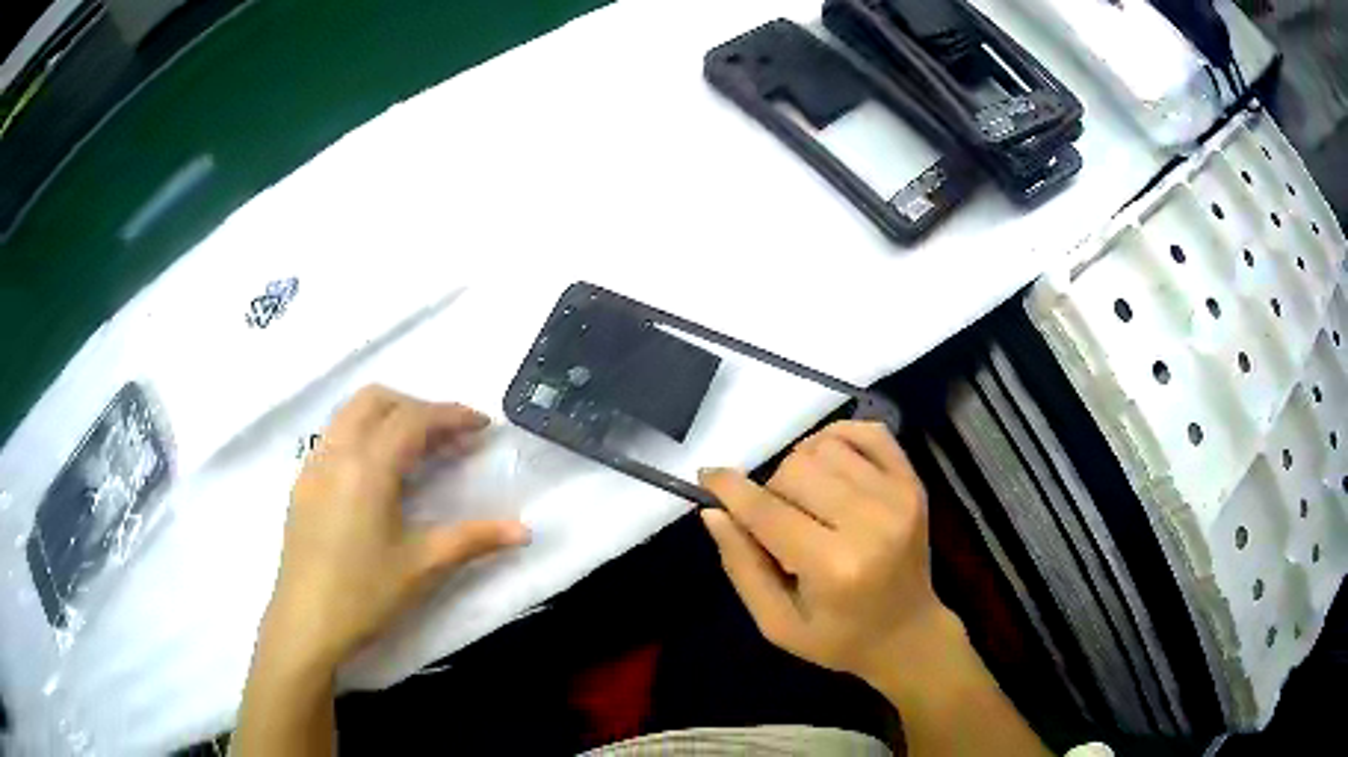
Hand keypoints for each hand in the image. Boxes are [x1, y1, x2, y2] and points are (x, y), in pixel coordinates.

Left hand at [264, 385, 529, 671]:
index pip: (413, 419)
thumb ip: (474, 539)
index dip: (451, 415)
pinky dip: (362, 434)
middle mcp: (336, 453)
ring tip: (416, 450)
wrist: (306, 624)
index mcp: (367, 467)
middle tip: (448, 437)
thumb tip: (524, 530)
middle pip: (376, 400)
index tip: (483, 425)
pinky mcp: (302, 484)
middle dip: (417, 407)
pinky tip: (377, 474)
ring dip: (387, 417)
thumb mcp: (423, 566)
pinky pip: (334, 437)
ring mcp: (313, 465)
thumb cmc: (365, 595)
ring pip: (350, 414)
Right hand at [699, 421, 948, 686]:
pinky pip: (869, 432)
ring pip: (825, 446)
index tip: (708, 477)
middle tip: (780, 524)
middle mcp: (871, 522)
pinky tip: (831, 467)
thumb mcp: (776, 623)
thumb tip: (714, 510)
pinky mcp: (913, 482)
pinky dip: (840, 438)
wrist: (908, 633)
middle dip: (772, 491)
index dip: (730, 490)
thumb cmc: (838, 638)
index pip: (768, 511)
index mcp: (834, 567)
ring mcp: (898, 496)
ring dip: (803, 467)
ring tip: (808, 502)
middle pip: (795, 468)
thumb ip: (742, 566)